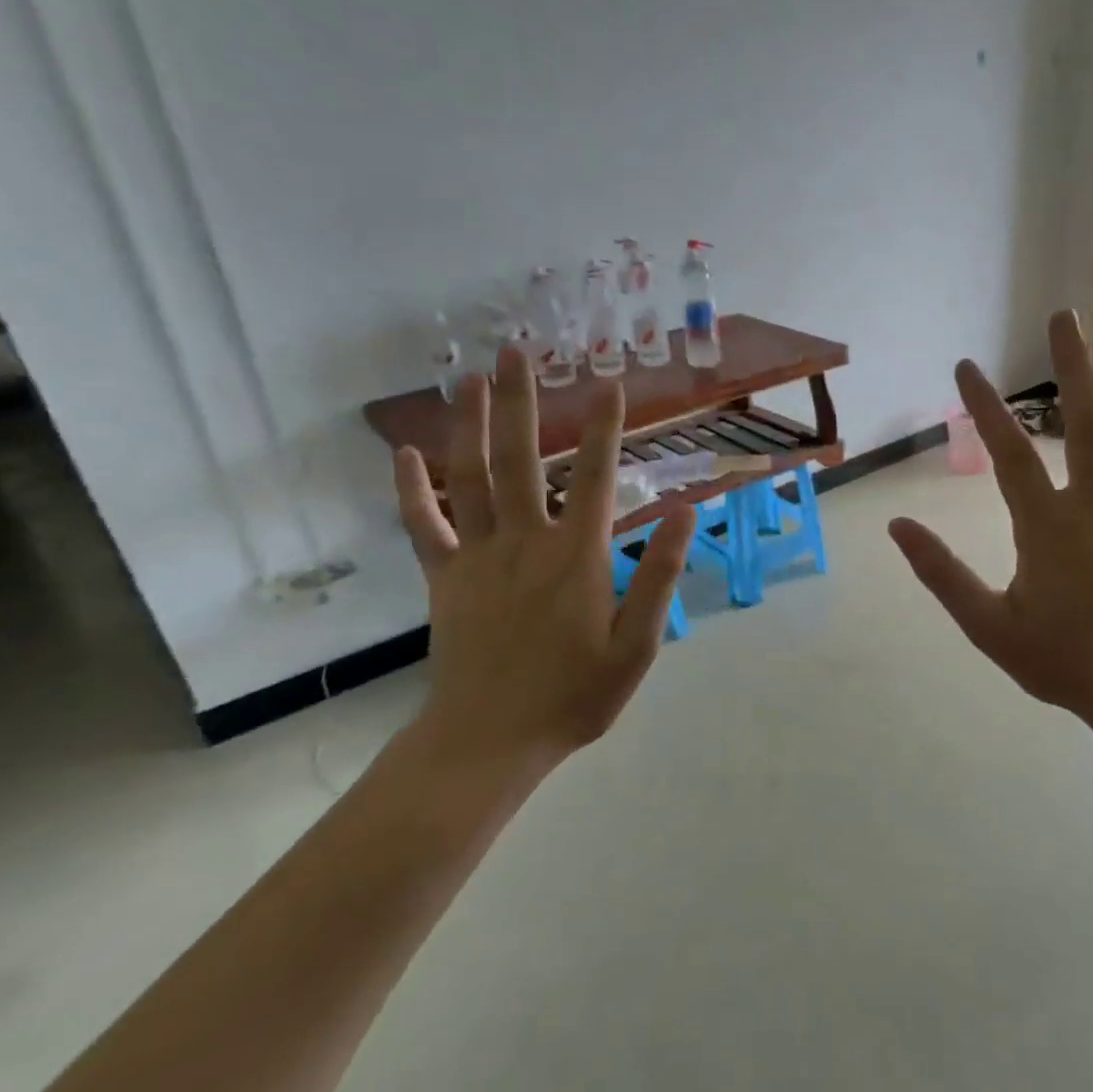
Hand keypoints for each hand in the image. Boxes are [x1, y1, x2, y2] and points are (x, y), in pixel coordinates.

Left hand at [394, 345, 695, 775]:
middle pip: (523, 458)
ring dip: (471, 424)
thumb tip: (686, 511)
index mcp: (579, 556)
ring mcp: (479, 556)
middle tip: (517, 350)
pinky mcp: (445, 577)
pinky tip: (406, 453)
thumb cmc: (575, 695)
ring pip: (471, 477)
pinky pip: (424, 524)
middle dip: (522, 401)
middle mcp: (527, 540)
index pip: (600, 476)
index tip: (609, 383)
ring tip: (470, 378)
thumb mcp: (639, 644)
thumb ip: (661, 574)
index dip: (607, 428)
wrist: (490, 740)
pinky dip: (413, 488)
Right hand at [889, 310, 1092, 731]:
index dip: (985, 407)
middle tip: (1064, 316)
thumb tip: (898, 527)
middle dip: (1073, 364)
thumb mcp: (987, 626)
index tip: (966, 368)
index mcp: (1047, 528)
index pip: (1009, 454)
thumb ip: (941, 574)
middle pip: (1086, 421)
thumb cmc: (1062, 661)